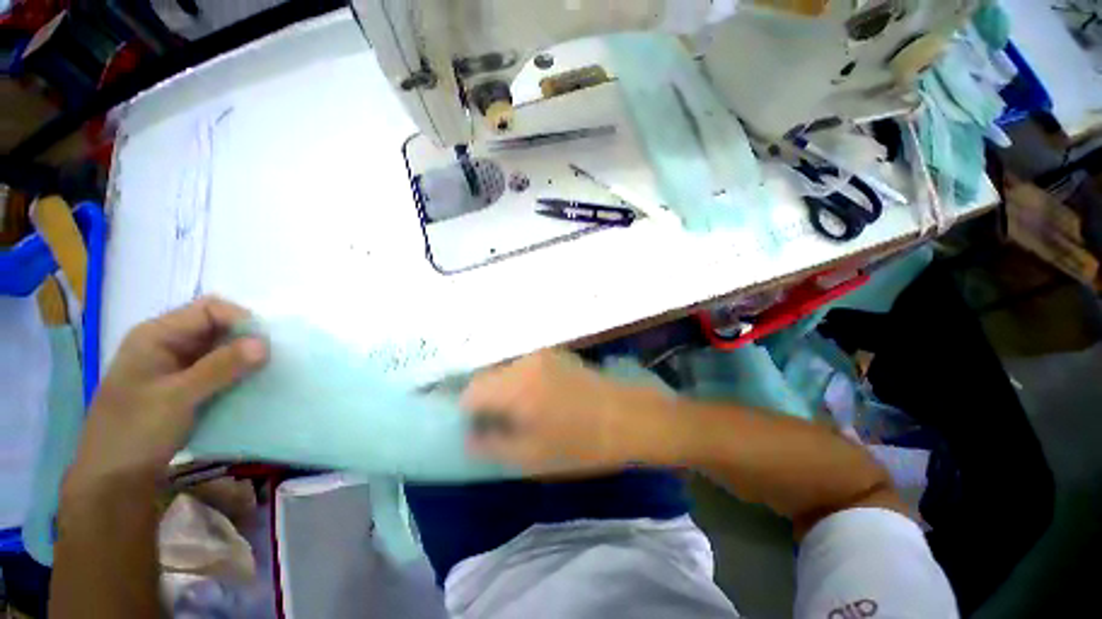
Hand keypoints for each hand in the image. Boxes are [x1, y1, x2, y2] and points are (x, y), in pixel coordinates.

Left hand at [66, 297, 266, 493]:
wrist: (113, 482)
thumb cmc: (136, 432)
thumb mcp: (178, 398)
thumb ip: (221, 367)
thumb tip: (265, 342)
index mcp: (156, 336)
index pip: (208, 309)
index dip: (240, 319)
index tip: (266, 343)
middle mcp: (166, 345)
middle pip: (216, 327)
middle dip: (246, 339)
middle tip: (271, 359)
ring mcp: (173, 368)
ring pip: (219, 350)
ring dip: (244, 359)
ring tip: (266, 373)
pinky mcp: (182, 388)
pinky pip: (216, 371)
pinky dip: (236, 375)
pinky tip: (249, 387)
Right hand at [460, 351, 677, 474]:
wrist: (630, 417)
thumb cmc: (581, 442)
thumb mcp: (531, 456)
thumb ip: (492, 446)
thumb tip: (470, 437)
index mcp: (515, 384)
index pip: (470, 391)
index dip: (466, 413)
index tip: (476, 431)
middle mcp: (525, 361)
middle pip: (487, 377)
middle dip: (483, 401)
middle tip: (496, 426)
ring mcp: (543, 354)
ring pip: (507, 371)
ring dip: (503, 391)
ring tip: (519, 415)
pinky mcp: (557, 354)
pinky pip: (526, 367)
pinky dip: (521, 383)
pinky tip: (540, 401)